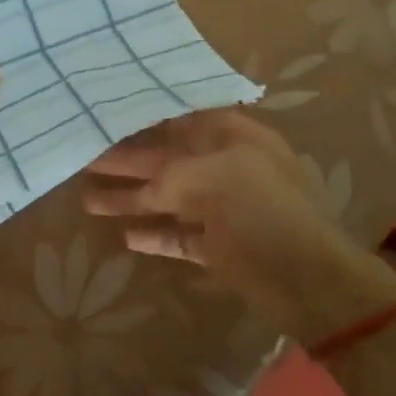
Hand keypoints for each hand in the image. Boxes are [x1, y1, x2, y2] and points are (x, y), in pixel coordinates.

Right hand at [81, 108, 395, 342]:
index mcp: (233, 137)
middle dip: (126, 160)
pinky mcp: (218, 246)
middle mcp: (225, 166)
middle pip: (166, 158)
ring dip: (130, 198)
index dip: (145, 117)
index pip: (180, 118)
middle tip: (84, 156)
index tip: (107, 114)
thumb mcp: (215, 177)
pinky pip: (178, 235)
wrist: (311, 281)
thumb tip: (144, 189)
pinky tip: (126, 235)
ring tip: (87, 199)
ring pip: (166, 197)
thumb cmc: (266, 211)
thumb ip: (171, 175)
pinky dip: (154, 234)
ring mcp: (222, 208)